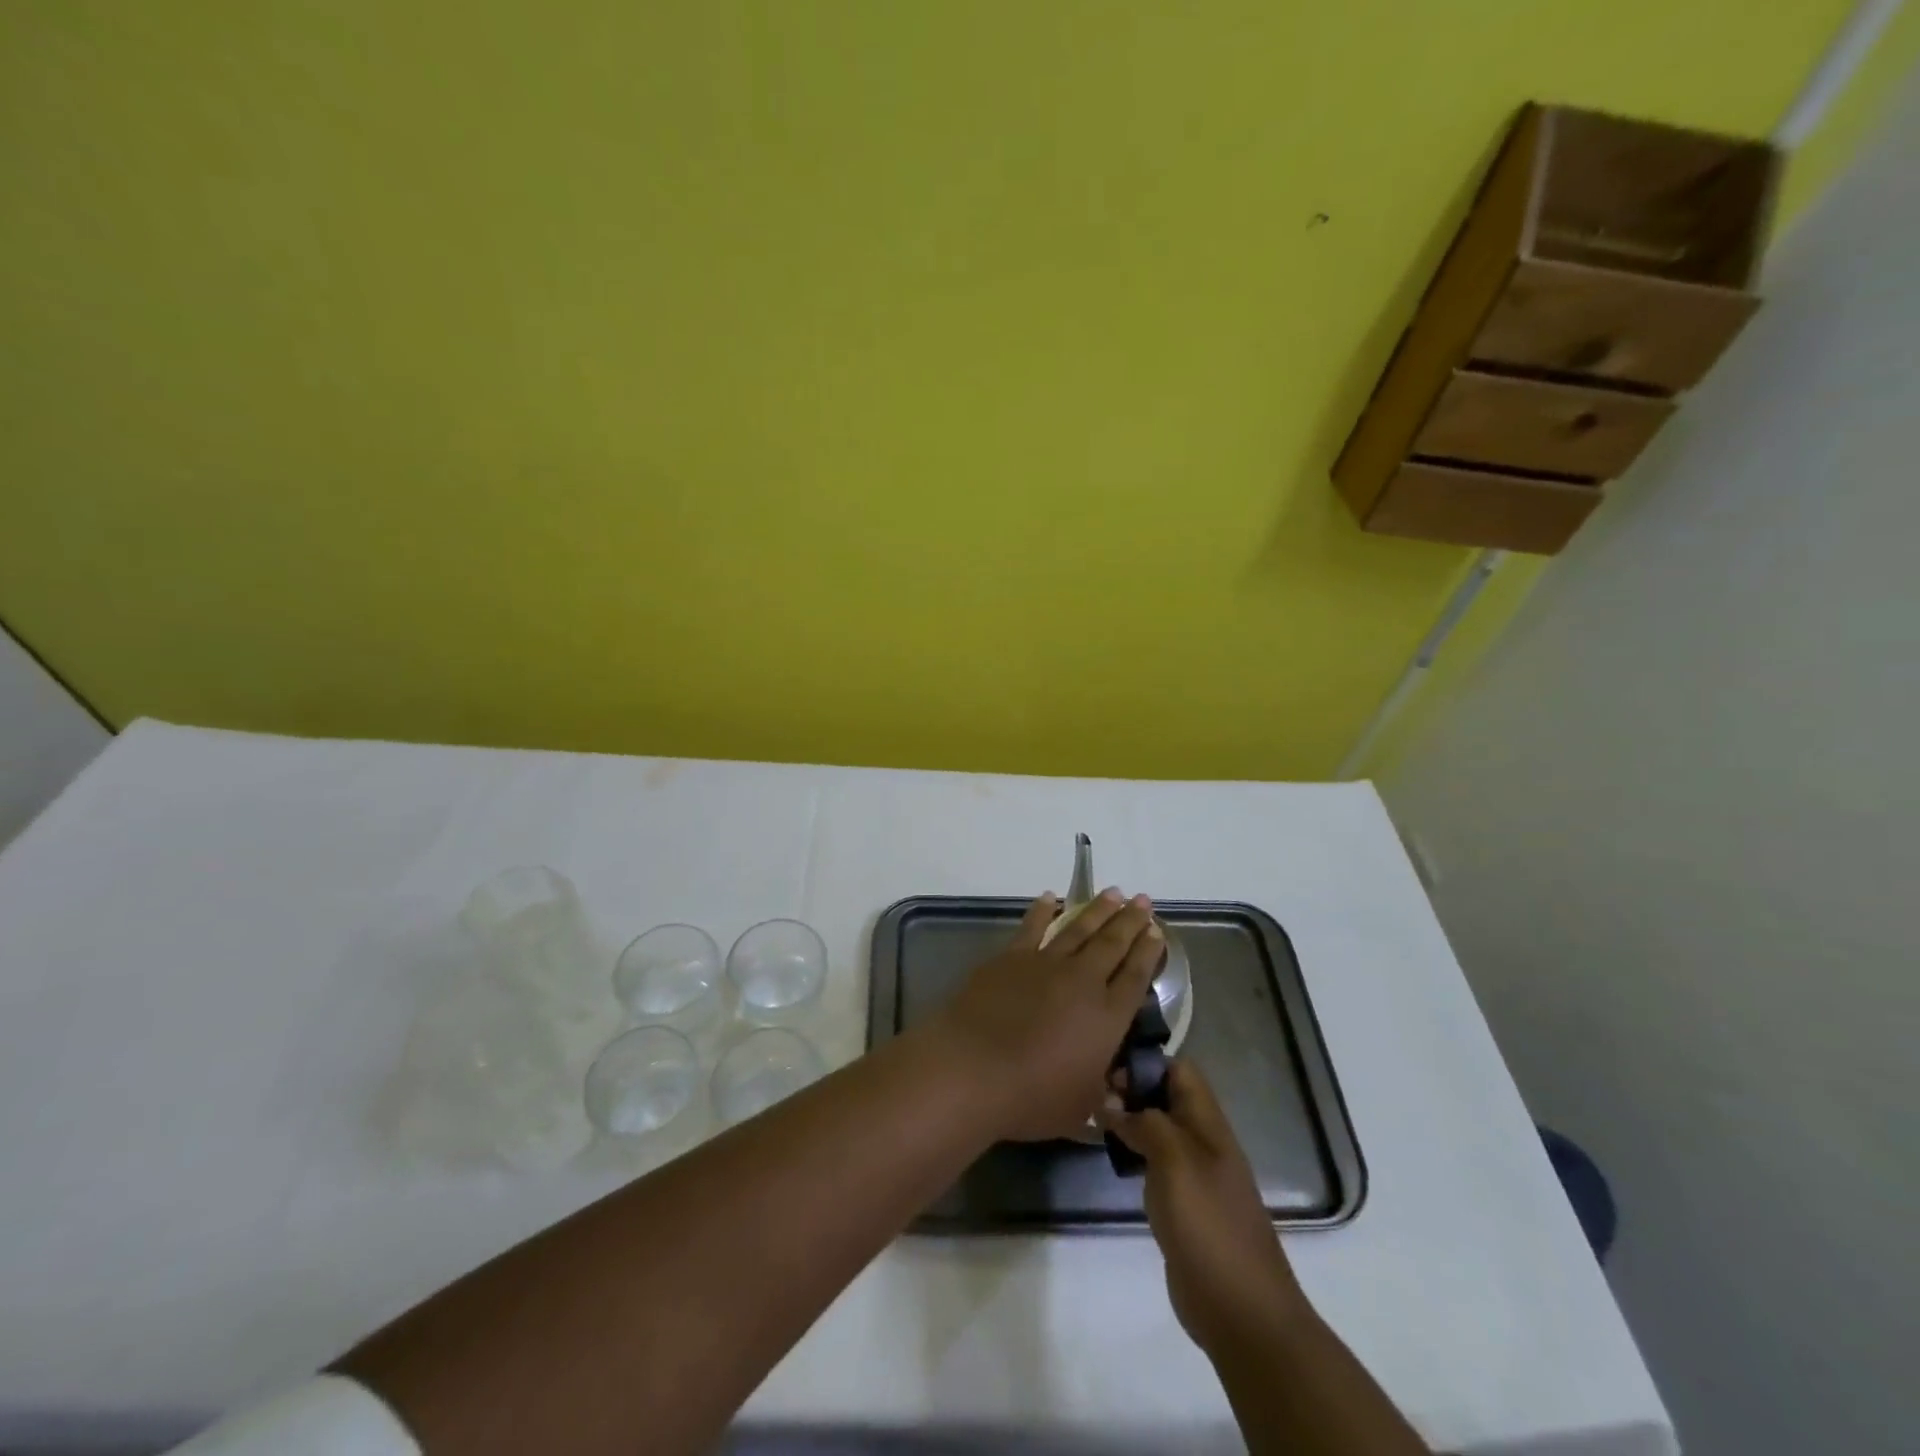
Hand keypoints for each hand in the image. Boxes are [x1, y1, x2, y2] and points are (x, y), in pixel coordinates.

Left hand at [929, 889, 1163, 1141]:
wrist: (972, 1069)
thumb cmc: (1031, 1097)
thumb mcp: (1080, 1110)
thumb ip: (1101, 1096)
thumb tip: (1116, 1095)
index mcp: (1107, 1018)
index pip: (1135, 977)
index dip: (1148, 952)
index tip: (1156, 931)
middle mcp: (1083, 981)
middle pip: (1113, 943)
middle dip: (1130, 920)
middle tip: (1143, 900)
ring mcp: (1045, 963)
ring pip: (1079, 928)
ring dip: (1098, 910)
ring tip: (1113, 892)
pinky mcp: (1011, 957)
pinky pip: (1032, 927)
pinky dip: (1042, 910)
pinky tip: (1049, 897)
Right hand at [1100, 1060, 1310, 1355]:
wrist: (1241, 1309)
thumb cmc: (1208, 1223)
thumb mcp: (1174, 1159)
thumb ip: (1144, 1122)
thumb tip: (1111, 1102)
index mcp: (1208, 1123)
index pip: (1179, 1070)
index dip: (1146, 1062)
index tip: (1108, 1071)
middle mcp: (1202, 1141)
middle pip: (1167, 1097)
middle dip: (1132, 1090)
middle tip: (1092, 1096)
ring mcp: (1194, 1175)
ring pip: (1158, 1129)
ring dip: (1129, 1121)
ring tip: (1093, 1120)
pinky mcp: (1183, 1206)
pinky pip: (1155, 1163)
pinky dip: (1133, 1154)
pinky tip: (1111, 1158)